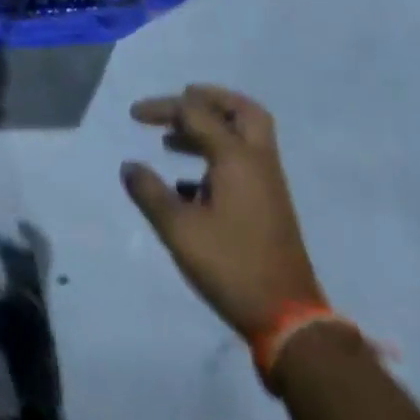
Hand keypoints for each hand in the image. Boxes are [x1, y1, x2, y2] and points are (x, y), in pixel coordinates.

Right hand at [121, 84, 323, 337]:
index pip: (196, 113)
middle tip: (180, 100)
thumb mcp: (178, 230)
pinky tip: (188, 185)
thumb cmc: (231, 266)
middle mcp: (257, 163)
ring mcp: (268, 186)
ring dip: (211, 129)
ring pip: (245, 137)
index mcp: (236, 158)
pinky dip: (218, 158)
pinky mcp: (269, 208)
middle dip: (209, 99)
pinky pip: (244, 164)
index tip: (133, 116)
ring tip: (173, 140)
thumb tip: (130, 166)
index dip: (163, 108)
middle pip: (242, 111)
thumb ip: (149, 192)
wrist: (289, 321)